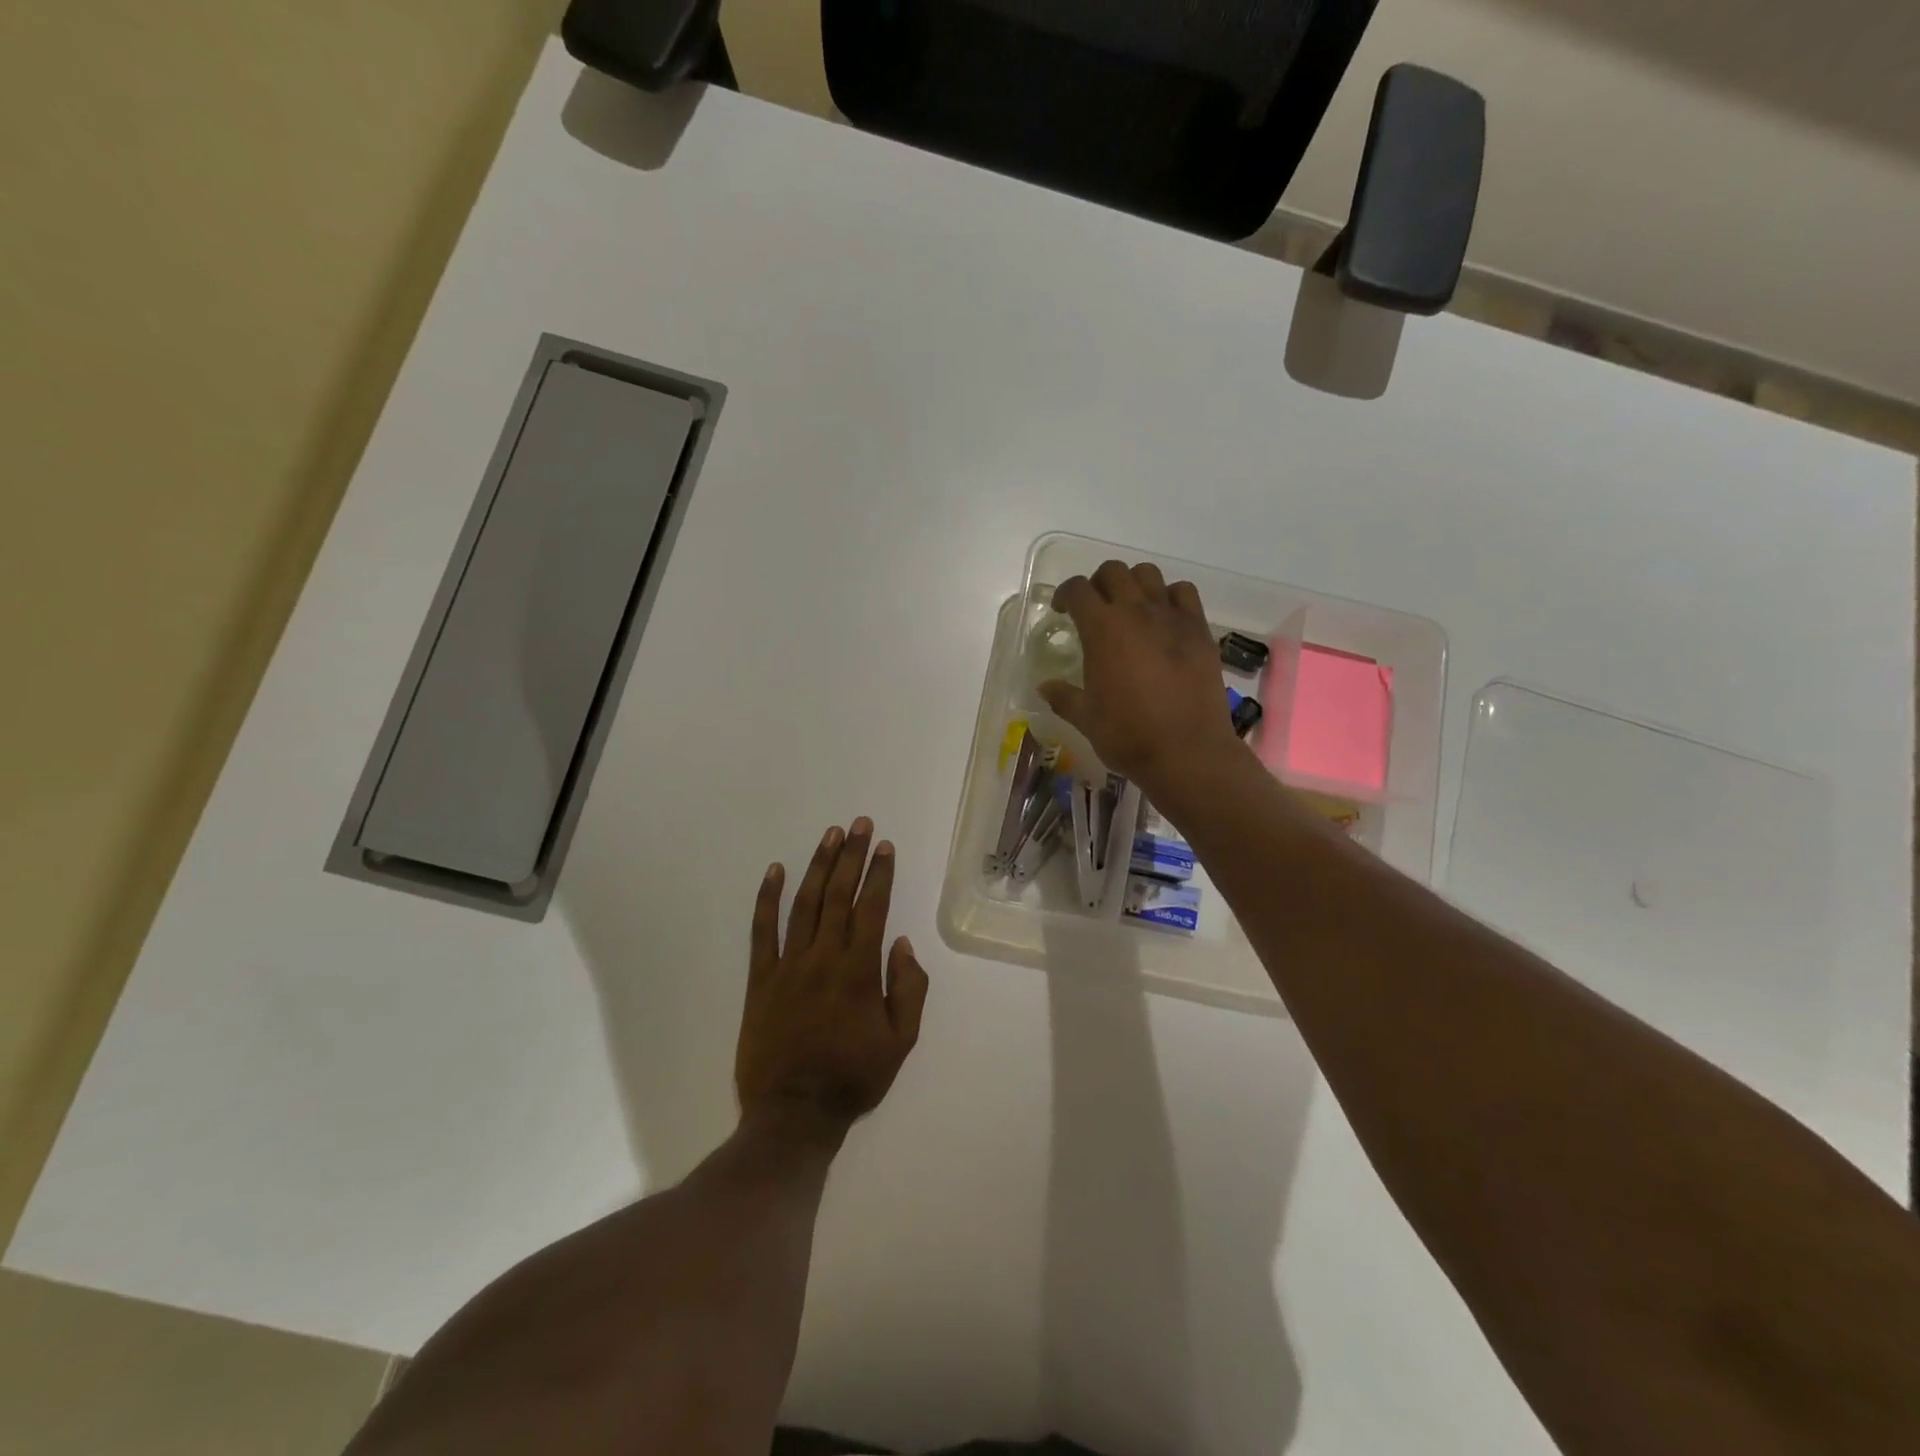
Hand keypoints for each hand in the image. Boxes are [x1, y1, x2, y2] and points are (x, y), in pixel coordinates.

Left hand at [736, 818, 929, 1136]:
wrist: (794, 1113)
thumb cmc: (854, 1077)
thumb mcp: (901, 1042)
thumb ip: (908, 989)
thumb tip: (901, 944)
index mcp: (859, 971)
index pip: (872, 909)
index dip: (879, 874)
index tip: (885, 846)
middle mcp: (824, 958)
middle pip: (839, 895)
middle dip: (852, 856)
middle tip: (860, 824)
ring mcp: (788, 965)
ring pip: (804, 903)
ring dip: (818, 866)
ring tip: (830, 835)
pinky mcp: (760, 979)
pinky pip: (762, 931)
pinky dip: (766, 898)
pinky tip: (774, 870)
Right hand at [1039, 560, 1246, 798]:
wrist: (1187, 751)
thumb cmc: (1128, 736)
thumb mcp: (1086, 719)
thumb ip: (1063, 697)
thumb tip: (1044, 687)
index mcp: (1102, 630)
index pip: (1078, 589)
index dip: (1065, 594)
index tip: (1063, 611)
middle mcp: (1136, 612)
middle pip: (1113, 572)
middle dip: (1098, 584)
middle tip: (1095, 608)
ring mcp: (1172, 618)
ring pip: (1149, 575)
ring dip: (1133, 584)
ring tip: (1130, 608)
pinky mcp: (1199, 630)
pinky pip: (1184, 593)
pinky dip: (1170, 596)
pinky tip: (1165, 619)